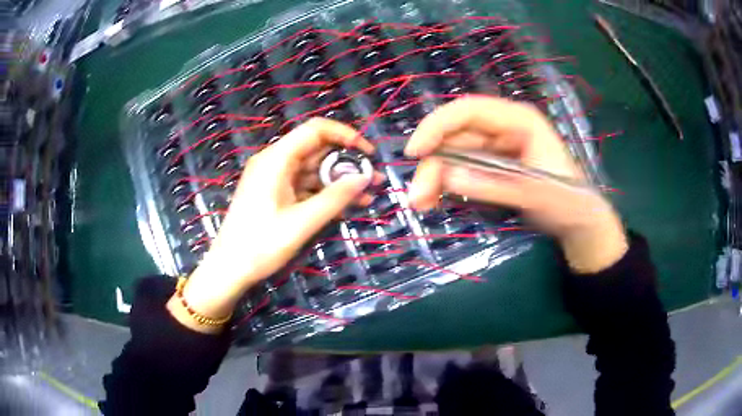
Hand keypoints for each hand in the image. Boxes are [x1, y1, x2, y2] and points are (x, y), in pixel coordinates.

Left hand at [168, 118, 380, 331]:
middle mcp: (275, 162)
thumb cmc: (259, 245)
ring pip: (314, 170)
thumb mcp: (301, 222)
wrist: (229, 269)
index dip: (345, 135)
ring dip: (340, 180)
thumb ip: (335, 198)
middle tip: (375, 178)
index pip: (315, 130)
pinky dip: (326, 193)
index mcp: (276, 159)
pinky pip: (305, 186)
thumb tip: (365, 177)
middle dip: (347, 162)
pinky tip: (348, 205)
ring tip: (369, 194)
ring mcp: (274, 179)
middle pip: (317, 150)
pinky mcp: (276, 194)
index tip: (368, 153)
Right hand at [405, 96, 626, 272]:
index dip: (437, 125)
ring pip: (455, 153)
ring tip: (422, 204)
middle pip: (457, 135)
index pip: (469, 110)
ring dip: (435, 176)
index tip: (415, 152)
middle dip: (433, 163)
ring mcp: (498, 147)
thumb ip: (494, 185)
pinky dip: (447, 183)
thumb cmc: (568, 201)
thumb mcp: (535, 194)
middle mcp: (504, 128)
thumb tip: (448, 176)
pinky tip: (436, 200)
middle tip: (417, 197)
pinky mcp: (494, 165)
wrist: (580, 221)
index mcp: (519, 121)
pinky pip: (463, 168)